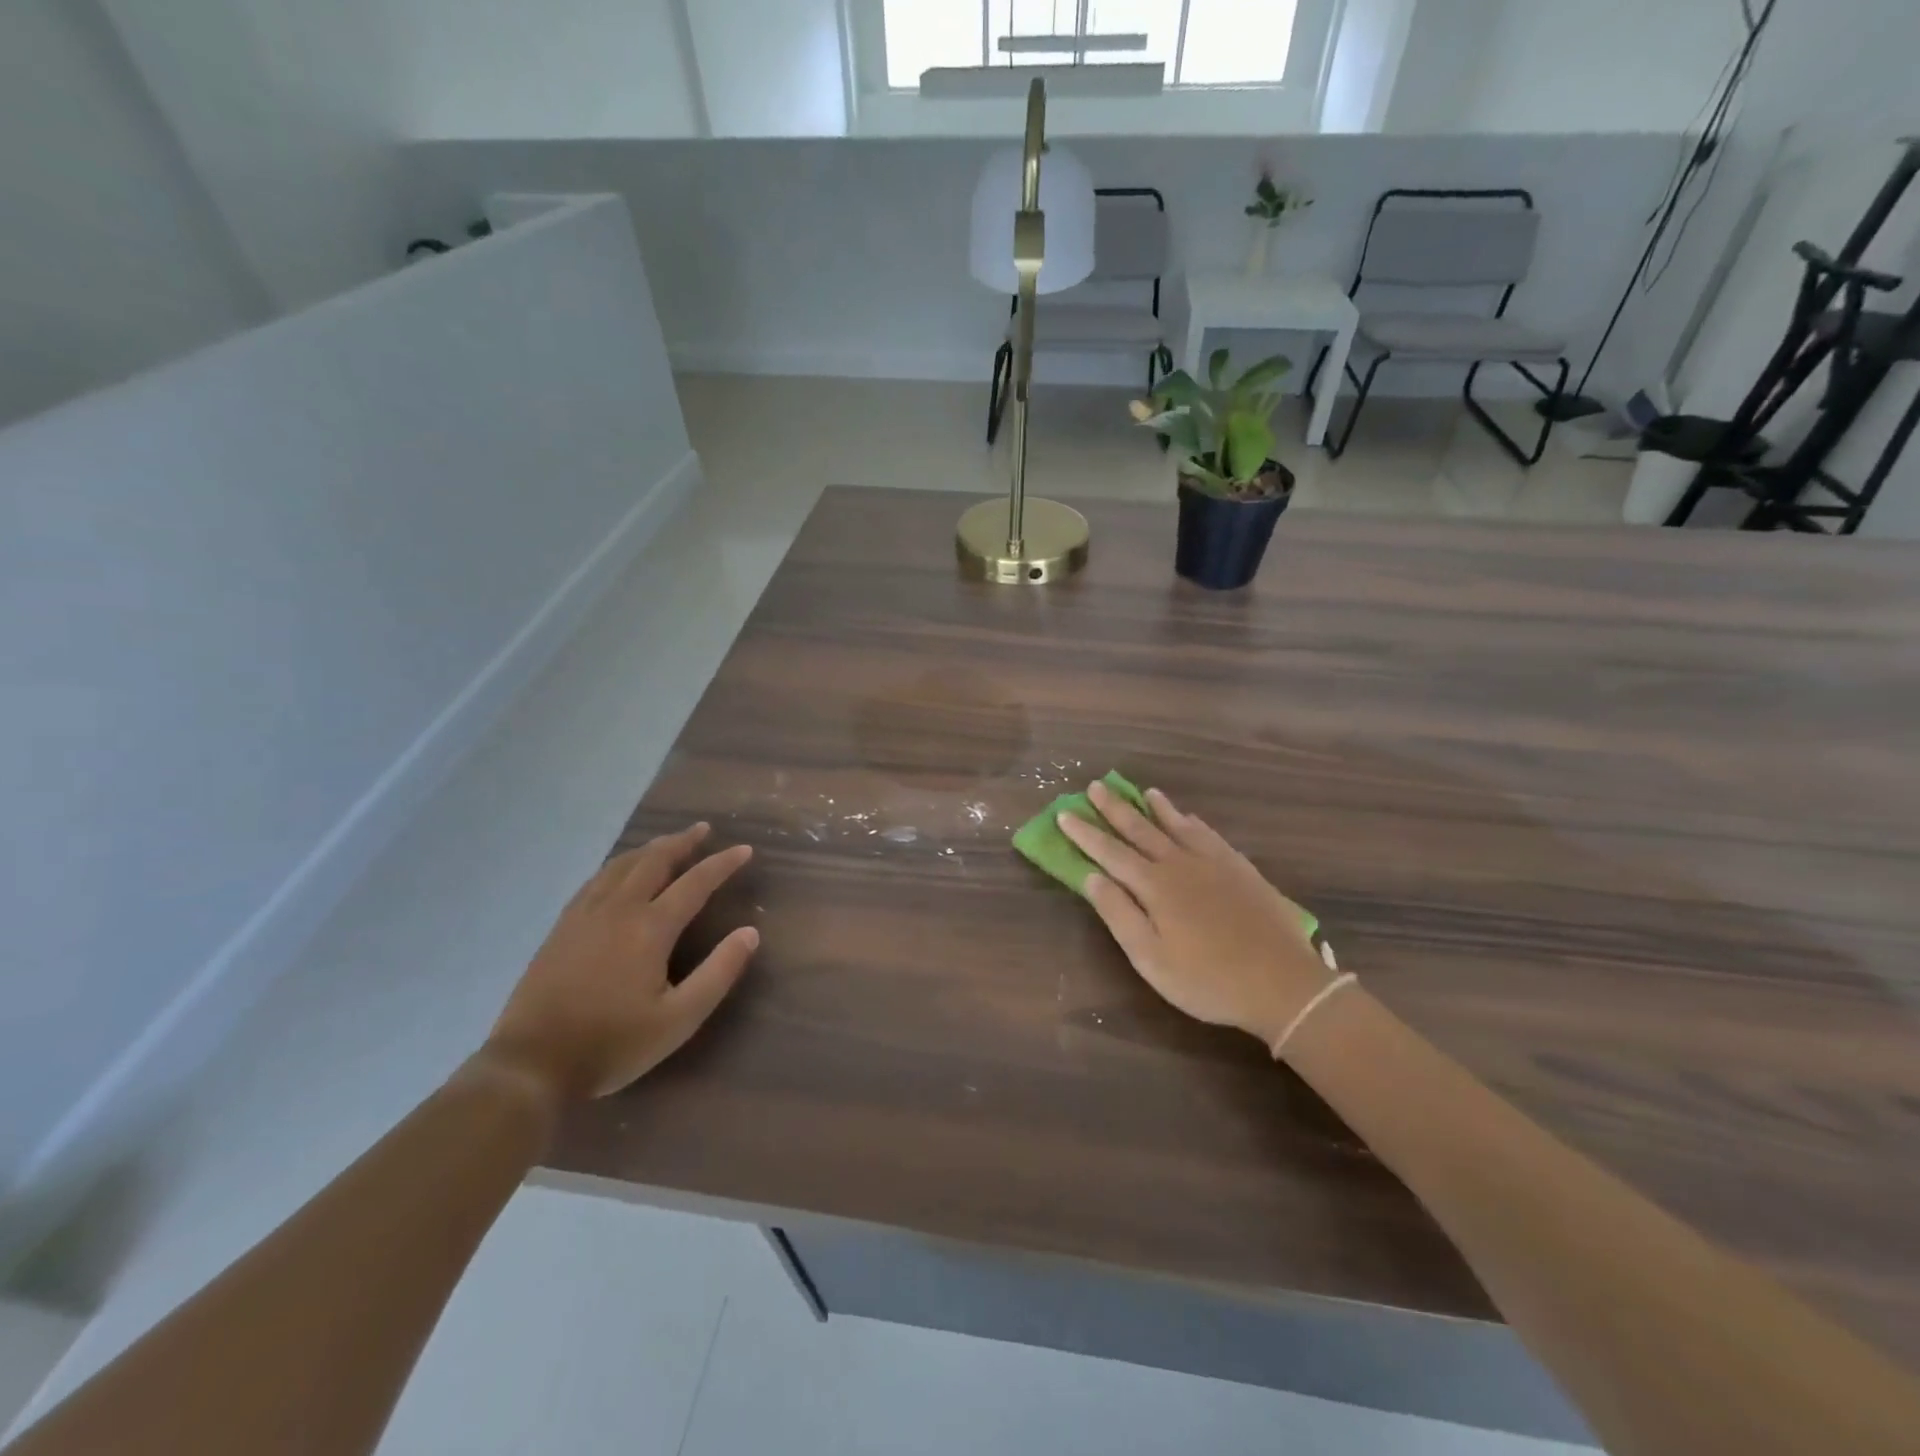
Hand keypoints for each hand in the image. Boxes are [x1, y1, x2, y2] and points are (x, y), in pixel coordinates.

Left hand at [482, 824, 757, 1100]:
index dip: (722, 864)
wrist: (531, 1064)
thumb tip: (750, 933)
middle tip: (703, 829)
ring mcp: (584, 915)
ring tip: (668, 842)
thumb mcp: (679, 1019)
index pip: (695, 882)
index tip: (745, 850)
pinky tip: (620, 871)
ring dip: (650, 848)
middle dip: (682, 842)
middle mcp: (618, 909)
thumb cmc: (613, 1043)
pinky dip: (619, 865)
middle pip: (654, 861)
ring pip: (622, 865)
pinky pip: (596, 880)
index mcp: (650, 928)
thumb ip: (719, 972)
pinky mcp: (561, 927)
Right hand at [1059, 782, 1332, 1048]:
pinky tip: (1190, 818)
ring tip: (1143, 791)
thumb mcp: (1151, 958)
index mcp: (1154, 886)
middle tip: (1096, 786)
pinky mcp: (1240, 869)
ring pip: (1177, 826)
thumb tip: (1090, 876)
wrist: (1283, 983)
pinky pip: (1209, 834)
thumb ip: (1119, 914)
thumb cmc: (1207, 979)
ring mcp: (1214, 863)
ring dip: (1156, 808)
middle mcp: (1180, 864)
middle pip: (1141, 830)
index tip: (1064, 814)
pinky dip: (1193, 822)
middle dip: (1115, 809)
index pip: (1110, 853)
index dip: (1085, 834)